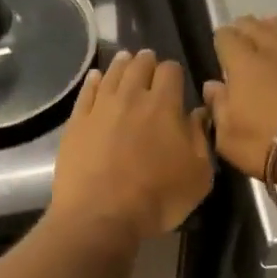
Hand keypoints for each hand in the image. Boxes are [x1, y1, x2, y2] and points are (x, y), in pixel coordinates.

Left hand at [49, 49, 212, 248]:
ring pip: (112, 74)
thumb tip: (198, 113)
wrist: (100, 216)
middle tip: (149, 65)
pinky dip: (94, 82)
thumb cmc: (157, 200)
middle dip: (147, 63)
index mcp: (164, 105)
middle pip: (139, 66)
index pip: (171, 71)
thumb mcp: (198, 176)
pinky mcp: (76, 124)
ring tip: (125, 61)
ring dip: (122, 65)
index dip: (174, 73)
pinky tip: (96, 79)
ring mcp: (100, 108)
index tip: (175, 82)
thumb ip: (200, 139)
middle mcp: (131, 97)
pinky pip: (86, 93)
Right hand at [205, 16, 276, 186]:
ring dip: (275, 28)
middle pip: (256, 28)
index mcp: (243, 65)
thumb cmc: (269, 144)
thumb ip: (218, 109)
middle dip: (245, 28)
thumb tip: (212, 86)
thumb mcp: (229, 138)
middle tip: (240, 32)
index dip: (221, 39)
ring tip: (269, 28)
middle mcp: (274, 50)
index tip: (219, 43)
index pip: (227, 39)